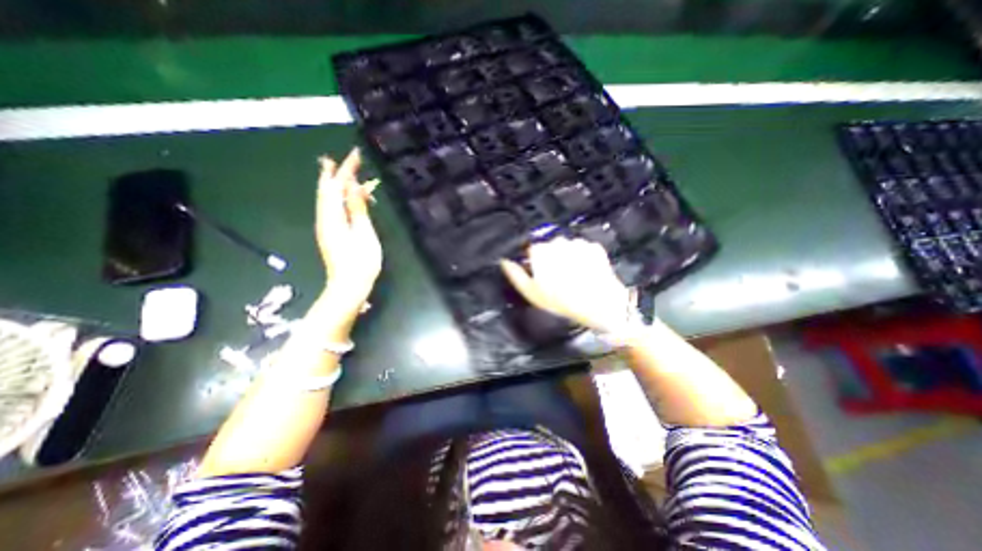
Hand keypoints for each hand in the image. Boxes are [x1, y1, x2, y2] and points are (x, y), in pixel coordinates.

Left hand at [316, 149, 381, 317]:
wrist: (348, 286)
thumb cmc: (361, 262)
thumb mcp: (363, 233)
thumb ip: (357, 209)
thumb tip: (353, 185)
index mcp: (333, 217)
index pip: (337, 186)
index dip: (346, 170)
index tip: (356, 155)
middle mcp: (325, 218)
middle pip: (327, 191)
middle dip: (334, 173)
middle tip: (341, 159)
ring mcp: (327, 227)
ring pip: (328, 199)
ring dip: (335, 184)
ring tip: (343, 173)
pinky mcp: (331, 234)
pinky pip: (332, 208)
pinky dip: (339, 197)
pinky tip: (347, 198)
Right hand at [502, 234, 631, 330]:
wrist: (599, 304)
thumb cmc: (562, 301)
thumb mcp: (532, 293)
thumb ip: (515, 275)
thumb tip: (504, 262)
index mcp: (541, 251)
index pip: (533, 250)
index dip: (537, 264)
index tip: (543, 276)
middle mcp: (558, 241)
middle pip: (550, 248)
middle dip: (552, 259)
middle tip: (559, 278)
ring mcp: (577, 242)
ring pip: (567, 248)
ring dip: (568, 258)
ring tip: (574, 276)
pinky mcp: (593, 246)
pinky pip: (583, 249)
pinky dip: (583, 258)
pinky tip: (585, 272)